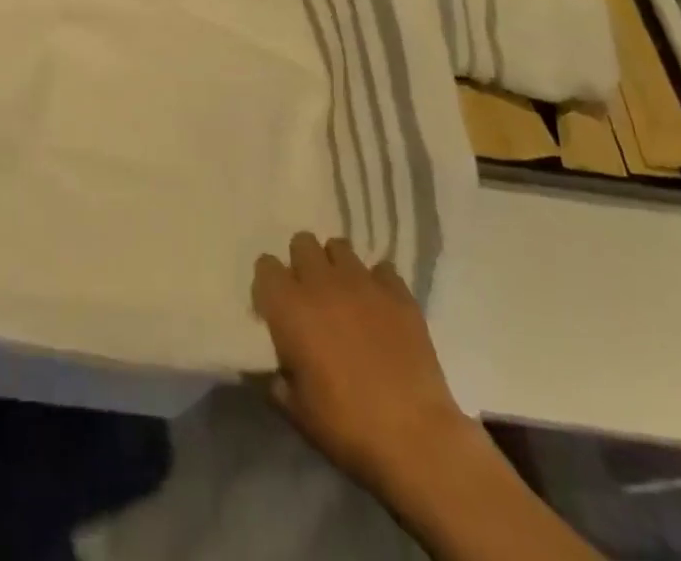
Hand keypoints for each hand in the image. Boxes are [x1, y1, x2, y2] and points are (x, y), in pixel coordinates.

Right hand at [252, 233, 475, 502]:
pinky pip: (382, 269)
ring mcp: (362, 282)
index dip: (269, 284)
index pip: (265, 266)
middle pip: (302, 242)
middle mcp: (321, 282)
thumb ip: (280, 381)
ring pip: (339, 246)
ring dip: (337, 266)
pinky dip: (378, 283)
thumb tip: (278, 371)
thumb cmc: (347, 426)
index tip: (276, 306)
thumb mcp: (298, 411)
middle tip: (312, 296)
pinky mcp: (398, 292)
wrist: (415, 437)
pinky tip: (381, 308)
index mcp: (289, 307)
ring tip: (345, 295)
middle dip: (303, 263)